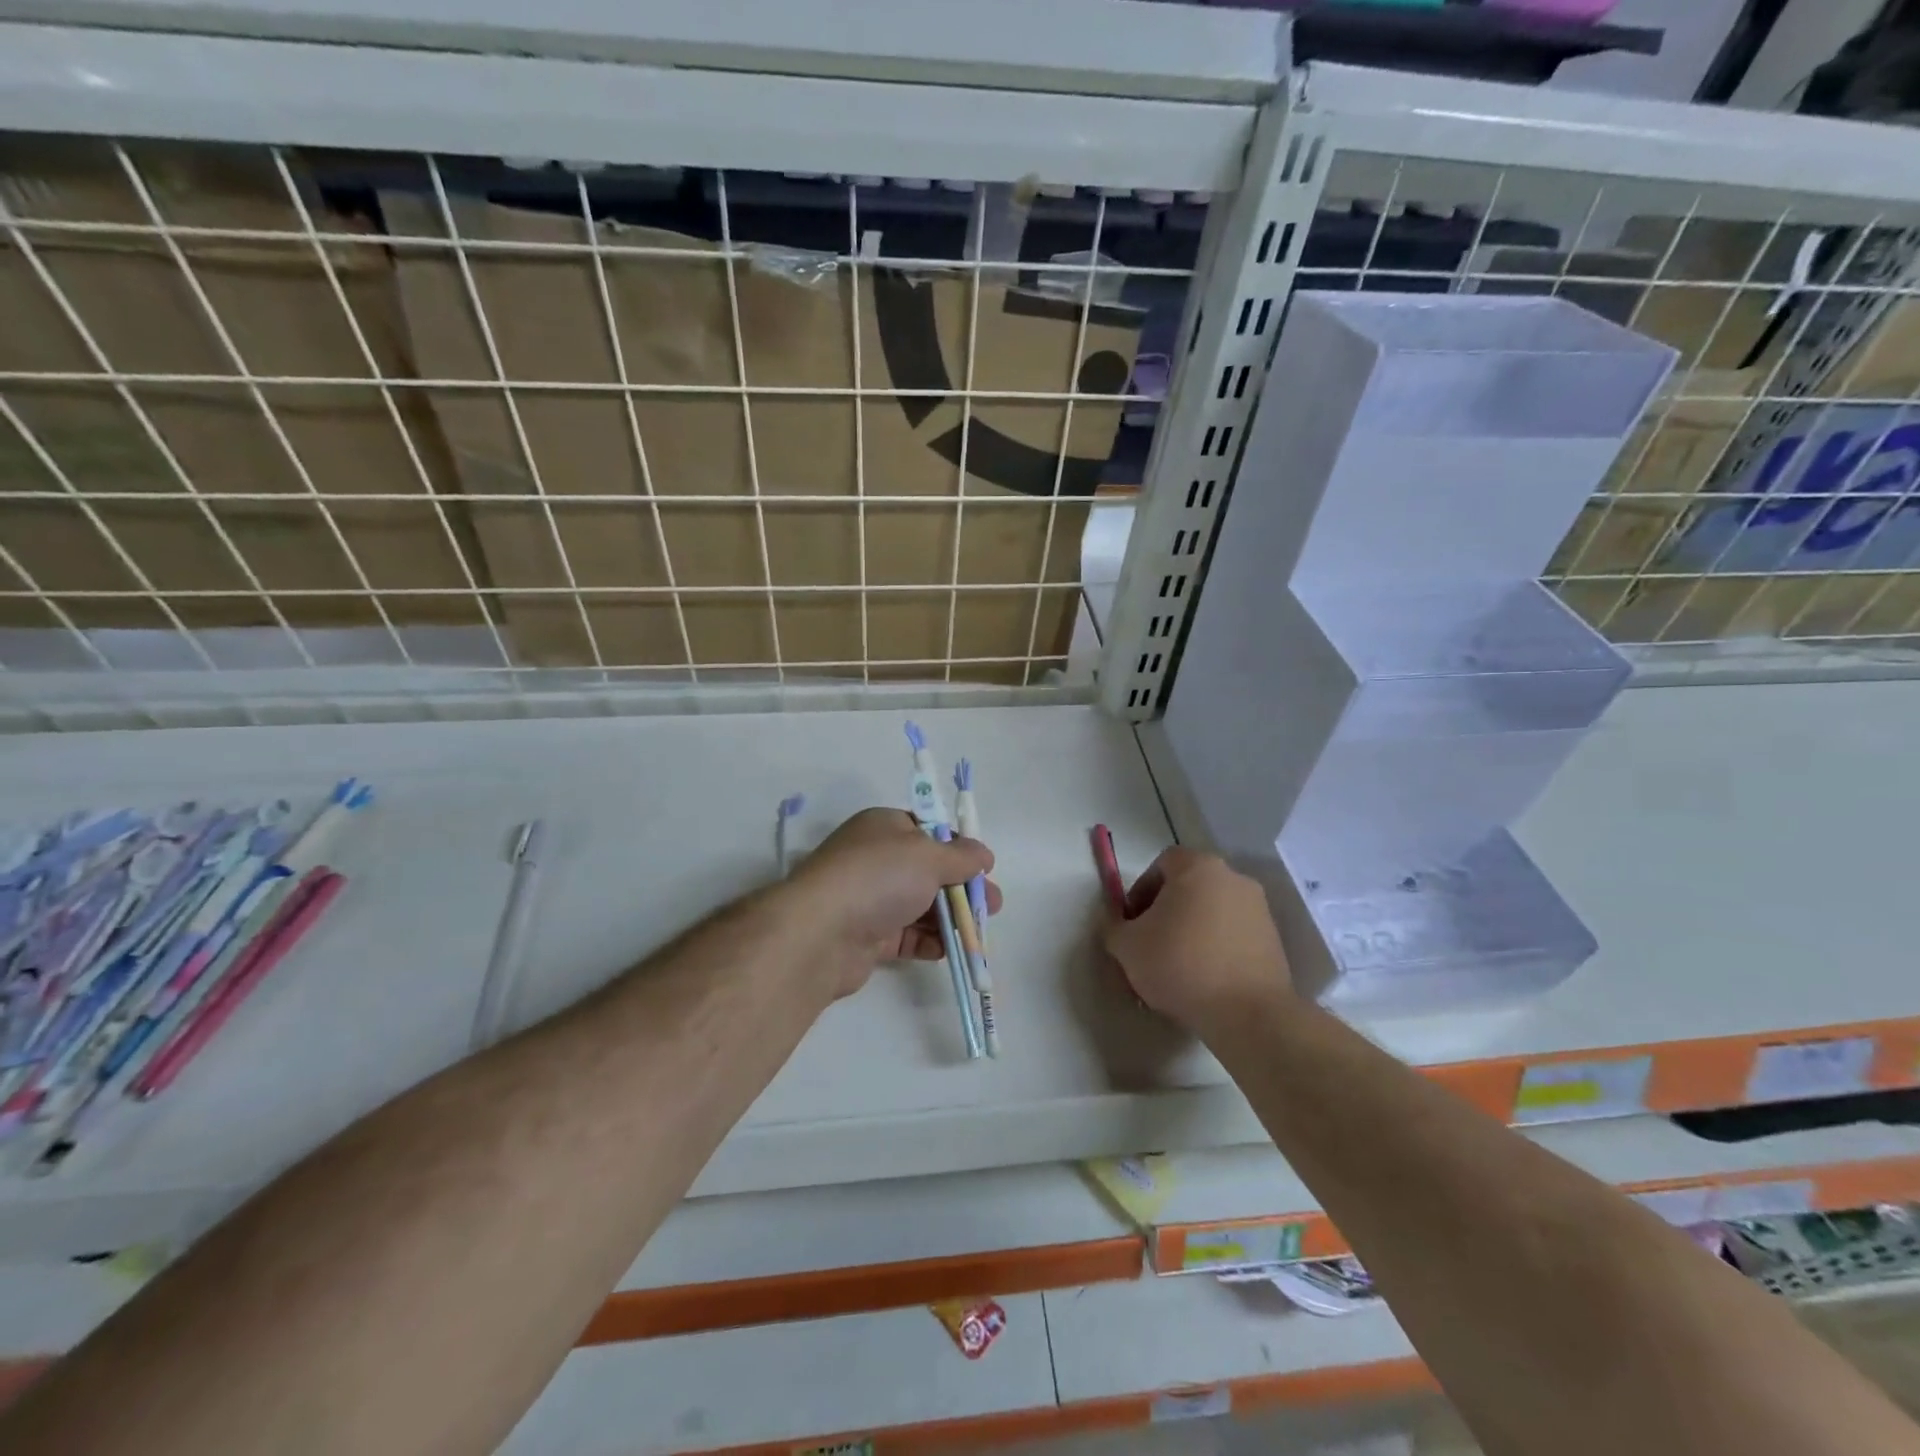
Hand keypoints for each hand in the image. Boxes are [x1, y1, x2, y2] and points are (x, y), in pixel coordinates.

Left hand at [790, 808, 999, 997]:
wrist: (821, 932)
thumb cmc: (879, 877)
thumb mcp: (929, 855)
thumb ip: (961, 856)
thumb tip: (983, 854)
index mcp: (884, 827)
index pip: (927, 831)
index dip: (957, 847)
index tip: (982, 866)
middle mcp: (875, 859)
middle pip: (928, 871)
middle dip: (962, 888)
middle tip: (991, 905)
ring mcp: (870, 899)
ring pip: (920, 906)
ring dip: (950, 918)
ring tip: (979, 932)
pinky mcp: (868, 936)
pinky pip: (907, 936)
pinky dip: (929, 942)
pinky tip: (949, 950)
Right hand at [1102, 848, 1291, 1034]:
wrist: (1248, 1013)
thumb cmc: (1180, 965)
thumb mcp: (1126, 946)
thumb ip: (1114, 926)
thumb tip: (1118, 924)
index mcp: (1198, 867)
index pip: (1161, 864)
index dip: (1141, 891)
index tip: (1132, 923)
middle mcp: (1233, 877)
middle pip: (1189, 886)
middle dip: (1166, 911)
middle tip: (1150, 944)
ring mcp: (1258, 908)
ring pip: (1212, 911)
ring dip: (1192, 929)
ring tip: (1177, 966)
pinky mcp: (1274, 939)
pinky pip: (1233, 933)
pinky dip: (1216, 947)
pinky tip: (1204, 978)